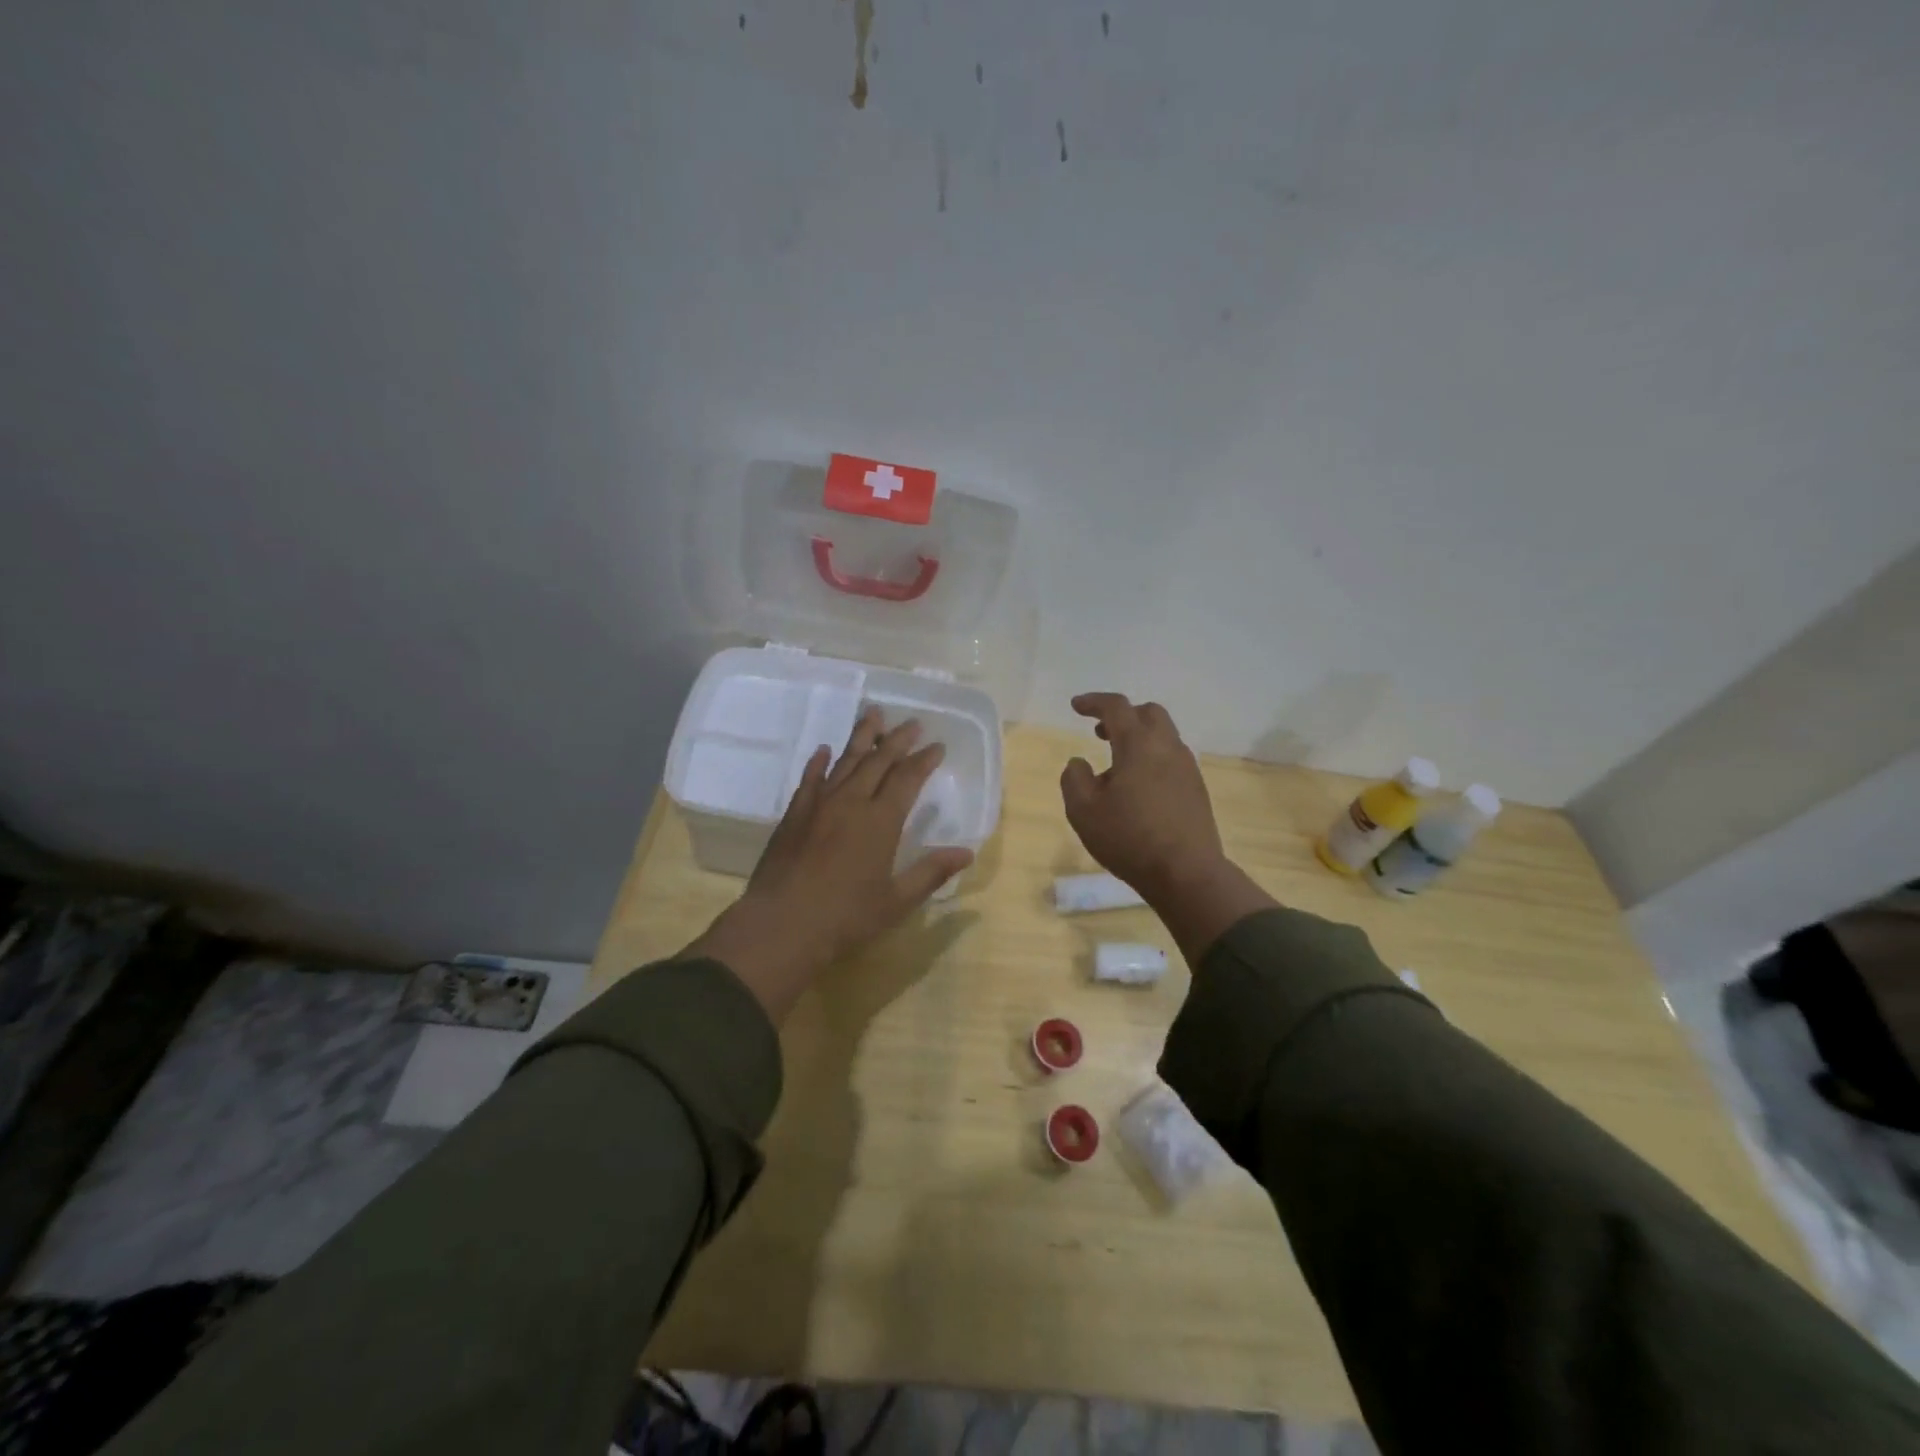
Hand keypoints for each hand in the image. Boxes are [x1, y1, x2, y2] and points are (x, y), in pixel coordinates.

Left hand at [688, 707, 974, 1021]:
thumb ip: (931, 873)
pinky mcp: (794, 815)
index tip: (937, 745)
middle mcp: (851, 802)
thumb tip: (966, 853)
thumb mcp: (896, 901)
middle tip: (912, 722)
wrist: (781, 926)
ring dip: (861, 737)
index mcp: (880, 821)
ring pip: (845, 761)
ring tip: (873, 714)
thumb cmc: (845, 917)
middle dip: (897, 739)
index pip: (907, 779)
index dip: (924, 760)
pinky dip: (818, 763)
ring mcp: (819, 805)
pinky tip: (822, 750)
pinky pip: (809, 779)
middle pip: (878, 761)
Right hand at [1060, 693, 1225, 896]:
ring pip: (1163, 736)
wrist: (1186, 873)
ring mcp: (1187, 768)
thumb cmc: (1129, 838)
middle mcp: (1168, 747)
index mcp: (1139, 744)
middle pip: (1148, 713)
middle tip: (1100, 732)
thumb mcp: (1083, 811)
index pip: (1117, 707)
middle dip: (1123, 715)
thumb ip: (1074, 779)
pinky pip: (1172, 759)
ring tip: (1115, 766)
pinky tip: (1138, 787)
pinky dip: (1152, 758)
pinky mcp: (1197, 789)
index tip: (1076, 706)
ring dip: (1138, 739)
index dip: (1094, 702)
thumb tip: (1079, 762)